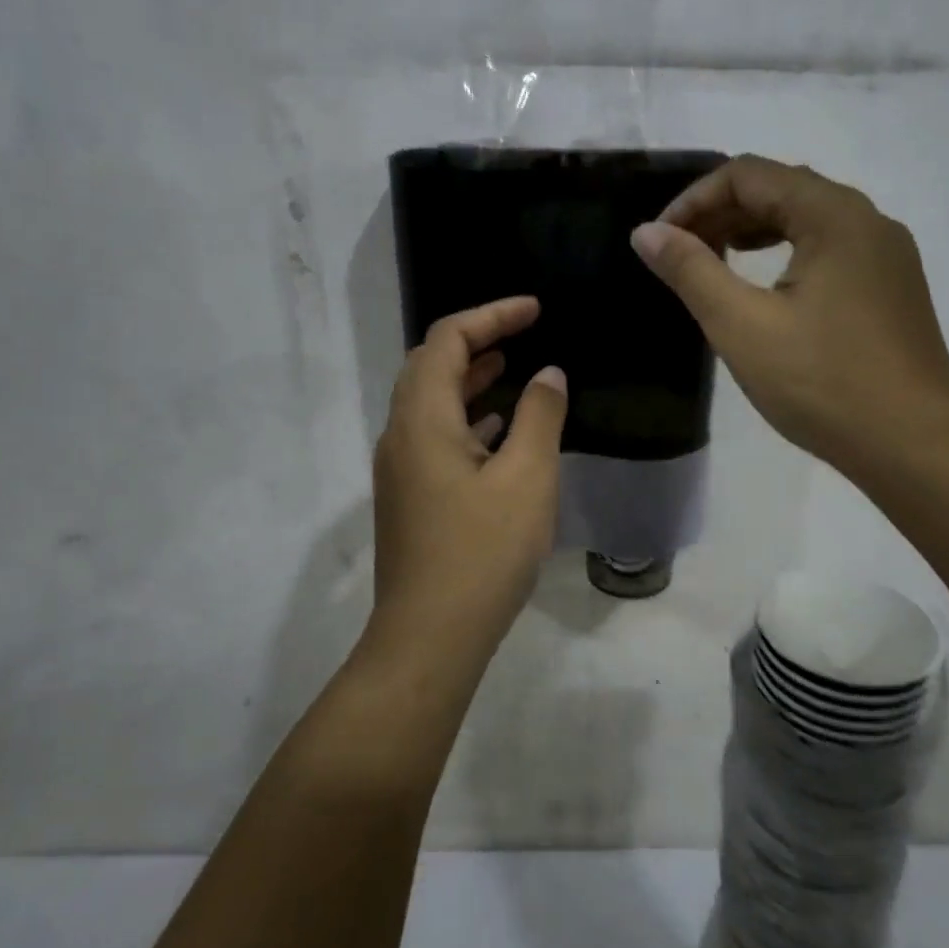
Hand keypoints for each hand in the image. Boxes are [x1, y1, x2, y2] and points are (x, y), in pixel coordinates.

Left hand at [366, 296, 568, 668]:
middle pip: (430, 365)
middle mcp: (401, 435)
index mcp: (422, 419)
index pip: (446, 339)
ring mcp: (401, 468)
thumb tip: (548, 374)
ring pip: (431, 402)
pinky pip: (436, 436)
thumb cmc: (482, 552)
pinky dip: (467, 417)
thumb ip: (539, 417)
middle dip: (476, 340)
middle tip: (523, 332)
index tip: (535, 310)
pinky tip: (499, 430)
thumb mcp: (527, 478)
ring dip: (469, 378)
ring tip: (512, 368)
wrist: (430, 637)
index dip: (491, 315)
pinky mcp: (410, 497)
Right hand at [631, 155, 948, 483]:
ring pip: (807, 219)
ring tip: (714, 263)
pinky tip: (766, 289)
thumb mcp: (742, 326)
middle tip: (680, 254)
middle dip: (722, 213)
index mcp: (835, 215)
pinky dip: (785, 253)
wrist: (915, 447)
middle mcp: (868, 220)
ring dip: (752, 232)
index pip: (749, 174)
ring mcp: (887, 255)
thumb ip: (691, 271)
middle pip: (781, 189)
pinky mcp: (892, 288)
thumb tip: (646, 232)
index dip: (694, 199)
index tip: (660, 240)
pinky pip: (830, 248)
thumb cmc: (824, 383)